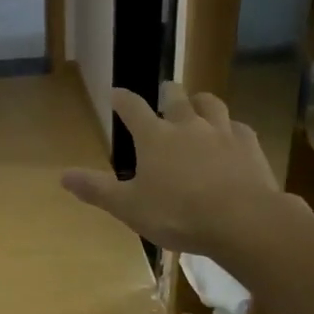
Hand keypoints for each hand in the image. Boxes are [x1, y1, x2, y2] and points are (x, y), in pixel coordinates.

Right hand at [61, 82, 281, 256]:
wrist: (242, 220)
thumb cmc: (177, 214)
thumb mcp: (129, 207)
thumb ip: (97, 190)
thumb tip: (63, 176)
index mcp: (154, 137)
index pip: (132, 107)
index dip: (122, 99)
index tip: (115, 93)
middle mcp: (188, 125)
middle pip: (176, 97)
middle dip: (167, 93)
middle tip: (165, 92)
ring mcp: (222, 132)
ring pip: (211, 104)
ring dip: (201, 102)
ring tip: (198, 105)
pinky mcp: (250, 146)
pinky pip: (239, 128)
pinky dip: (231, 129)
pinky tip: (232, 137)